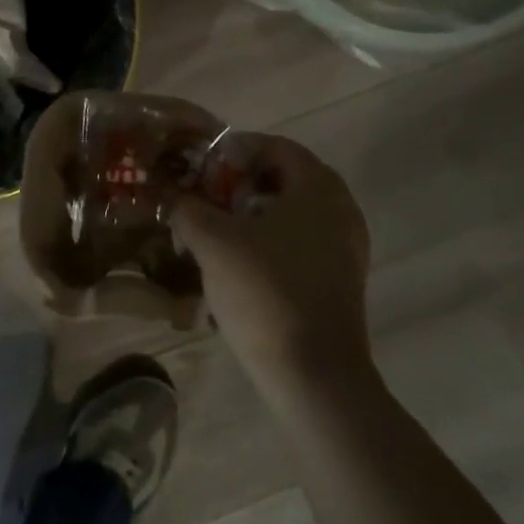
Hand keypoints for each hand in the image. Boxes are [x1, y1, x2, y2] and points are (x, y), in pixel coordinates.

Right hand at [172, 134, 373, 391]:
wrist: (315, 376)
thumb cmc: (265, 292)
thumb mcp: (212, 242)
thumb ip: (188, 209)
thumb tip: (176, 200)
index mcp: (317, 188)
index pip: (277, 146)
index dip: (237, 149)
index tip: (205, 167)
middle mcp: (341, 210)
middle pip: (287, 179)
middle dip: (244, 183)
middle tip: (210, 197)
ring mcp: (346, 249)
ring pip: (294, 214)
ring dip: (255, 215)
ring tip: (217, 233)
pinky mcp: (341, 282)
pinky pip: (303, 244)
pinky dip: (272, 243)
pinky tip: (240, 266)